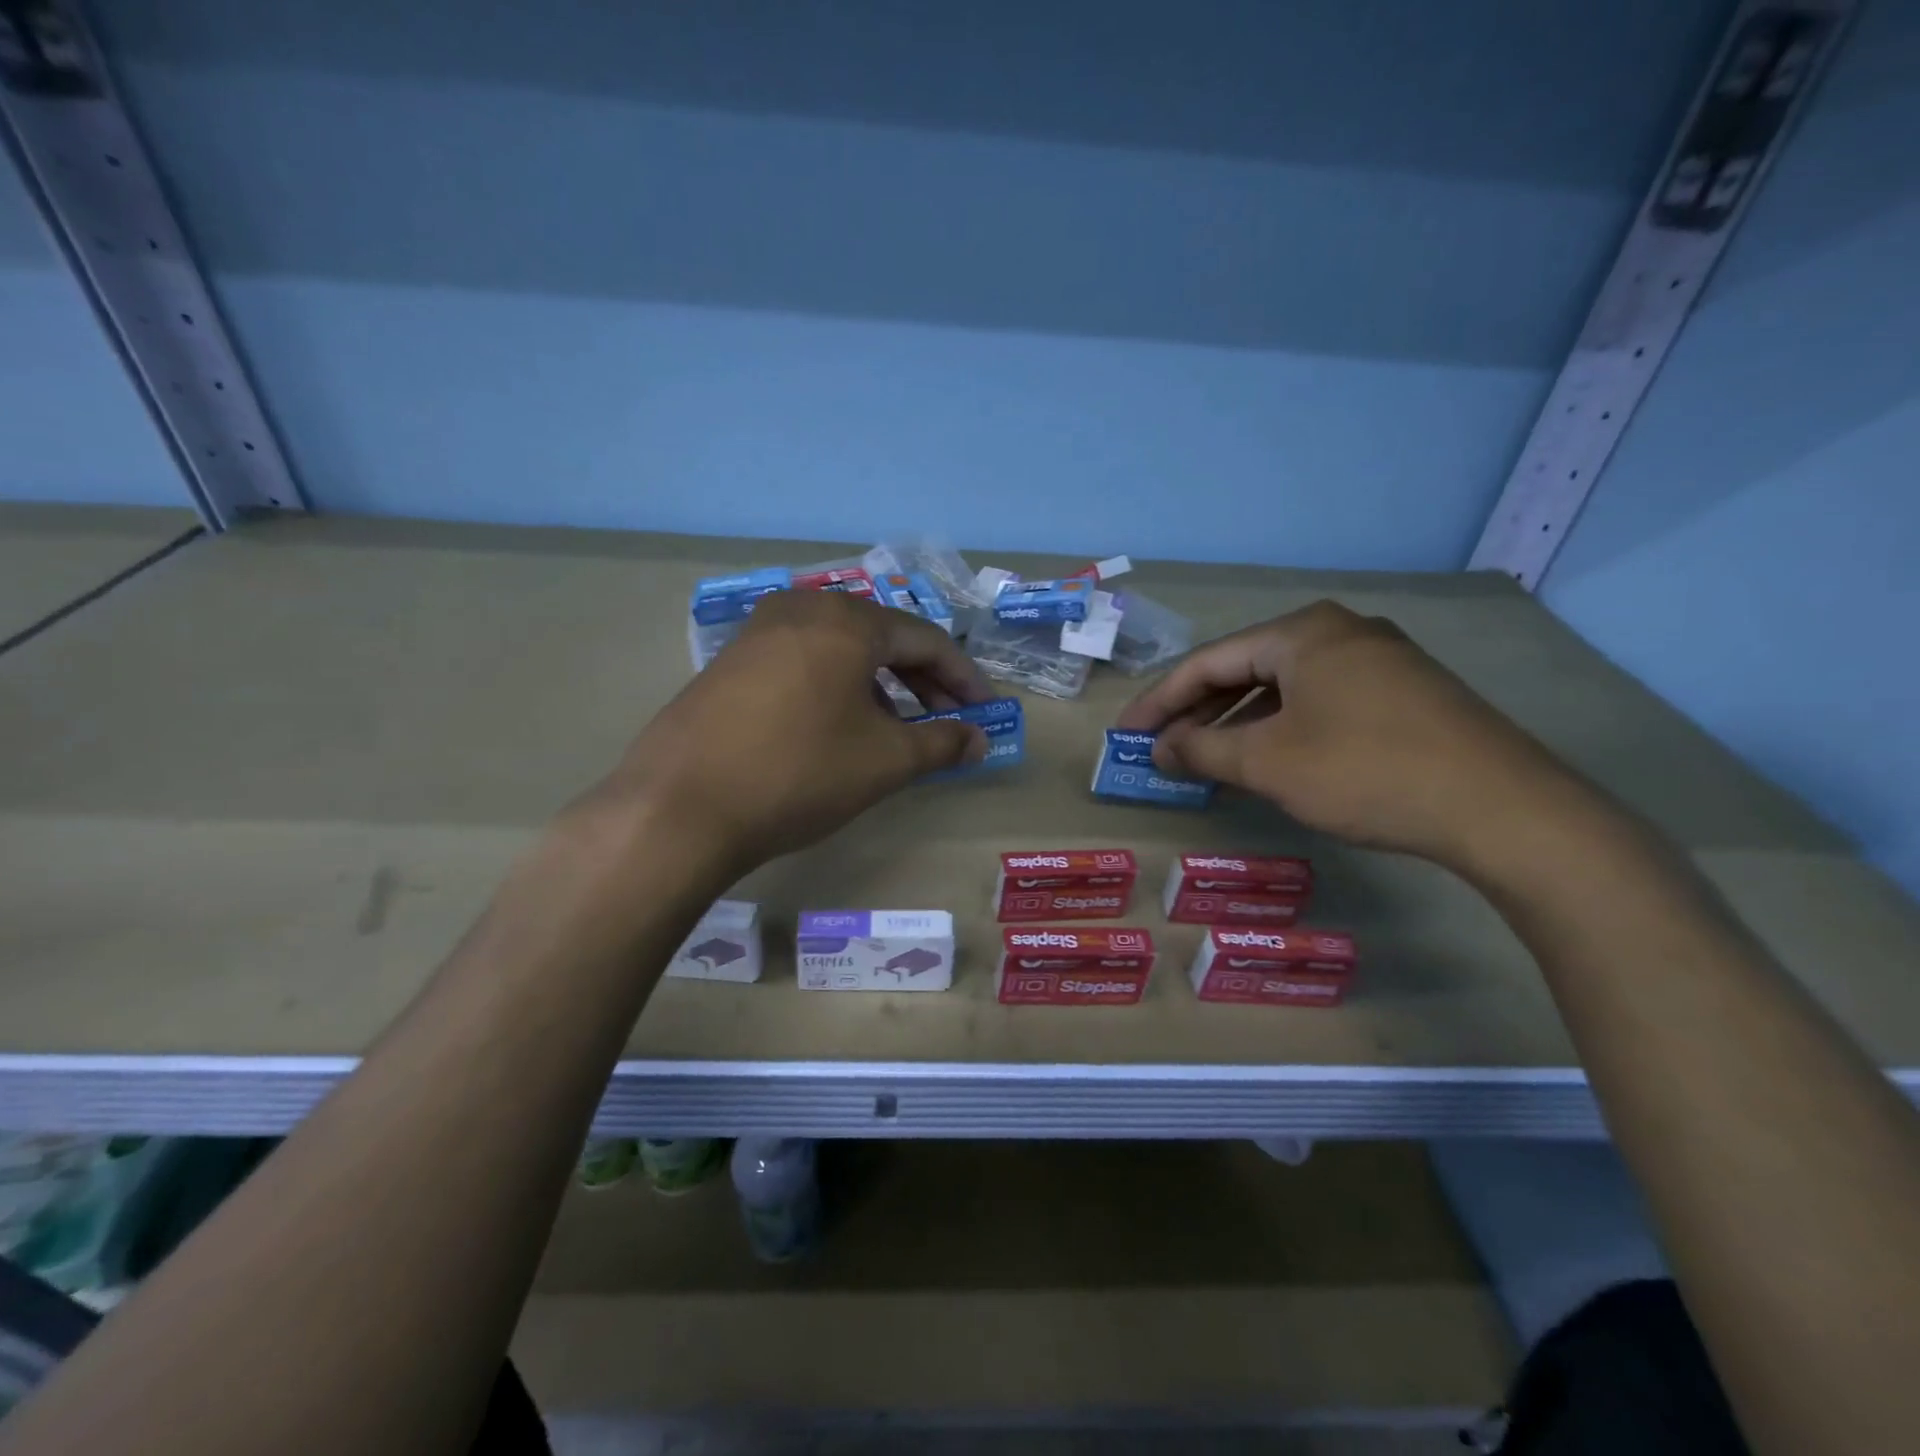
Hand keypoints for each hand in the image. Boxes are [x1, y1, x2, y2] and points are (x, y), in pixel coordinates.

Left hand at [583, 590, 992, 876]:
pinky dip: (837, 686)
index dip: (963, 678)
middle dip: (923, 680)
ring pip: (841, 648)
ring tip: (897, 729)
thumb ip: (943, 743)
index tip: (985, 712)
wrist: (680, 807)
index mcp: (847, 621)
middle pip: (883, 637)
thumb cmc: (800, 773)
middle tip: (947, 721)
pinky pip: (804, 660)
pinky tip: (840, 725)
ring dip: (880, 684)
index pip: (927, 639)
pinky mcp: (730, 660)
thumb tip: (979, 740)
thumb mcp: (885, 761)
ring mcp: (759, 631)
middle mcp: (803, 608)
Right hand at [1116, 600, 1585, 867]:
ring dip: (1238, 722)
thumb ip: (1202, 750)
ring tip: (1205, 757)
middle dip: (1198, 710)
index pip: (1209, 662)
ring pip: (1284, 687)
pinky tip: (1267, 758)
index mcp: (1302, 632)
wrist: (1502, 808)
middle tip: (1161, 746)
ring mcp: (1379, 660)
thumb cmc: (1366, 772)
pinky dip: (1281, 727)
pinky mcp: (1404, 692)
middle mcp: (1340, 632)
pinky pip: (1319, 701)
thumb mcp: (1268, 763)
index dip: (1160, 701)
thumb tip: (1159, 750)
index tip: (1127, 734)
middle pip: (1246, 668)